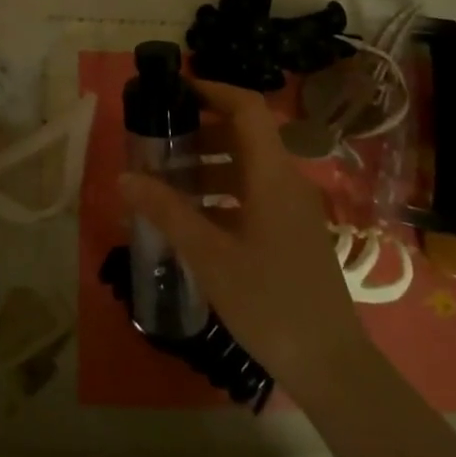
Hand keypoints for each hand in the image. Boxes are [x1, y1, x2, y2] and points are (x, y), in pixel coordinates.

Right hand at [119, 77, 368, 398]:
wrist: (331, 366)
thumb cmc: (269, 302)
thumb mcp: (210, 256)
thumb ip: (167, 212)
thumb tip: (124, 176)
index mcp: (272, 175)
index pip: (247, 108)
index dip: (212, 90)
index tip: (174, 92)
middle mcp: (286, 181)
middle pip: (243, 135)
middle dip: (199, 130)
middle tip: (157, 140)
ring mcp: (292, 208)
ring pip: (246, 167)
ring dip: (207, 164)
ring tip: (164, 179)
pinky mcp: (291, 232)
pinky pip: (252, 194)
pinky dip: (221, 192)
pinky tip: (191, 217)